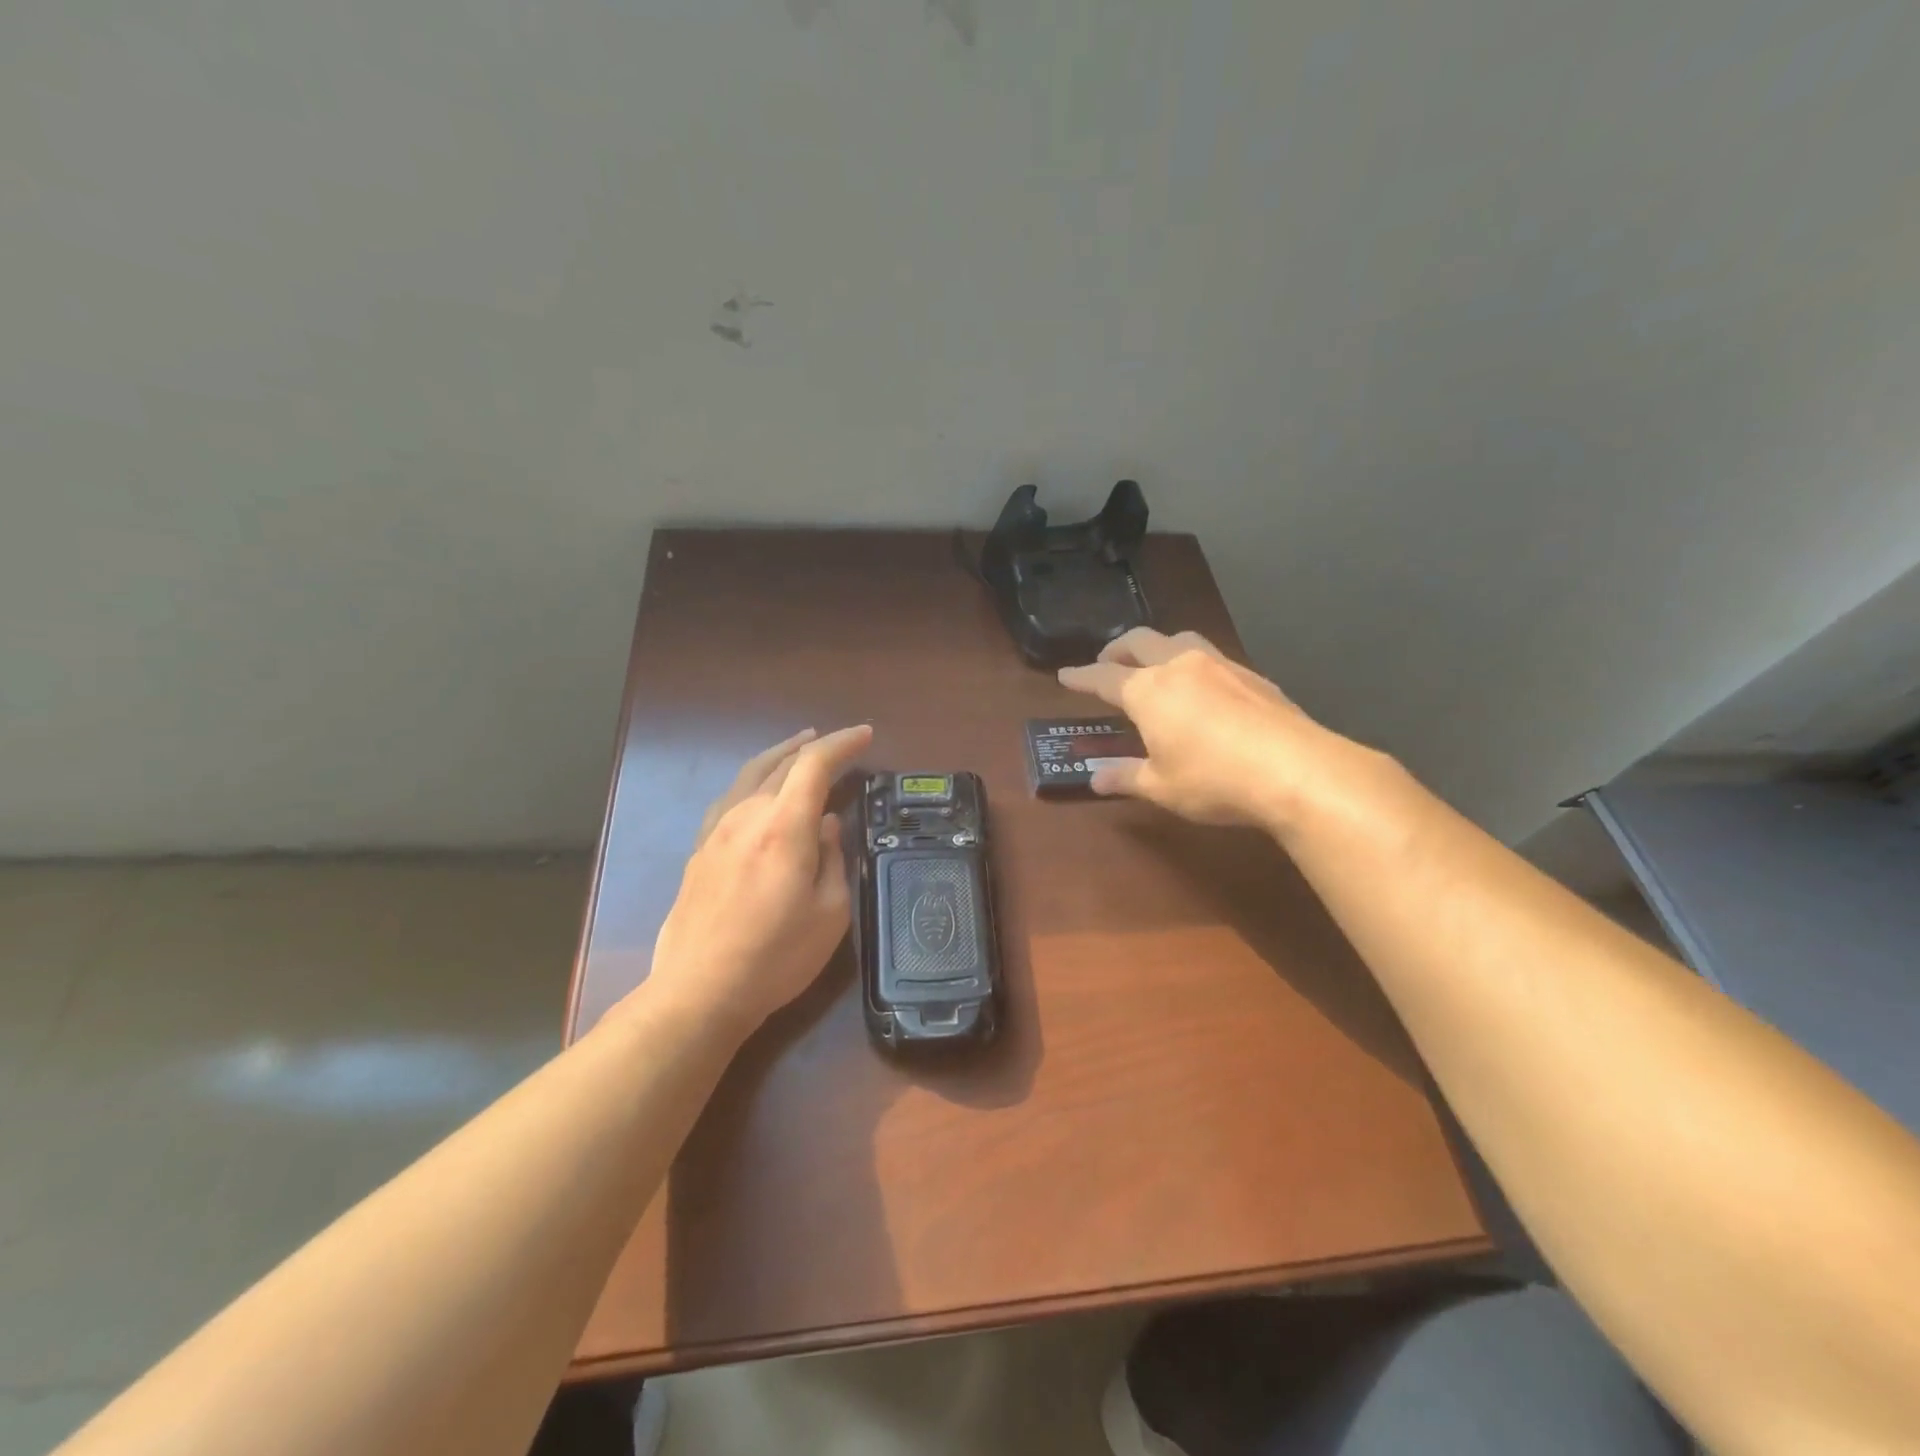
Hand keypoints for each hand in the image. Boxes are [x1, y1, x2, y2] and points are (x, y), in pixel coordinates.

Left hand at [643, 724, 872, 1038]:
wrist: (699, 991)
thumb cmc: (775, 957)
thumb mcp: (829, 913)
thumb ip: (831, 858)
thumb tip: (826, 824)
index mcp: (783, 827)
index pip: (814, 765)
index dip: (842, 744)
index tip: (865, 735)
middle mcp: (747, 815)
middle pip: (781, 763)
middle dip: (814, 747)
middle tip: (840, 743)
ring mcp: (717, 830)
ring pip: (750, 774)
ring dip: (780, 756)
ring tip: (799, 748)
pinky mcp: (700, 849)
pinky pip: (730, 797)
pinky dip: (753, 780)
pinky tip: (757, 790)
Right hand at [1057, 629, 1327, 829]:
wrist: (1296, 770)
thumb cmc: (1214, 780)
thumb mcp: (1161, 787)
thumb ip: (1125, 777)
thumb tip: (1096, 779)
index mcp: (1148, 690)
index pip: (1104, 677)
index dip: (1081, 676)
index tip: (1065, 675)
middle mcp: (1180, 666)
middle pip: (1140, 642)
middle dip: (1117, 649)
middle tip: (1107, 661)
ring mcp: (1220, 665)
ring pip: (1180, 640)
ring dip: (1158, 647)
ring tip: (1154, 664)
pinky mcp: (1253, 676)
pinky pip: (1211, 657)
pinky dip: (1193, 664)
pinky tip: (1202, 687)